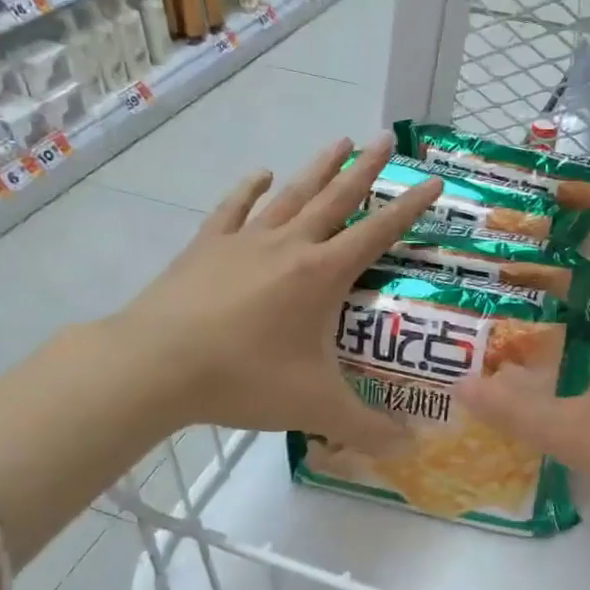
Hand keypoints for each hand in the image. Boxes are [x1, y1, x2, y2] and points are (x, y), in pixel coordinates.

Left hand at [111, 134, 441, 450]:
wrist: (155, 365)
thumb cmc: (244, 379)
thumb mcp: (315, 408)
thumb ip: (367, 430)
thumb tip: (411, 451)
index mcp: (322, 274)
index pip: (379, 232)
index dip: (410, 207)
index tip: (433, 181)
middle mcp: (290, 245)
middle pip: (336, 197)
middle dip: (366, 168)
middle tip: (386, 138)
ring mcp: (245, 241)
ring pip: (291, 194)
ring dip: (318, 168)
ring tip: (338, 140)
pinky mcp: (207, 247)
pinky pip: (234, 209)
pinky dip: (249, 190)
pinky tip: (259, 175)